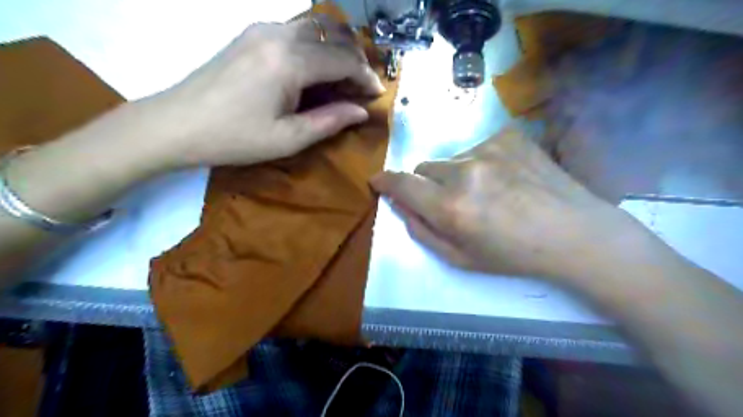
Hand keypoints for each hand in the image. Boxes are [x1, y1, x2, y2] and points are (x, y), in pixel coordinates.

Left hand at [139, 17, 385, 169]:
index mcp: (290, 62)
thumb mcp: (289, 139)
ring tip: (344, 76)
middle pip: (333, 35)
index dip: (366, 76)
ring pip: (316, 26)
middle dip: (356, 58)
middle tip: (363, 86)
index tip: (378, 94)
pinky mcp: (251, 33)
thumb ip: (330, 121)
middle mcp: (279, 34)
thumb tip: (362, 111)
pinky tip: (316, 68)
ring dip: (337, 48)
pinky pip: (296, 29)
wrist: (177, 124)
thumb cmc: (235, 138)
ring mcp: (262, 29)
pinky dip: (316, 45)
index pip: (344, 60)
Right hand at [371, 125, 638, 281]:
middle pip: (424, 168)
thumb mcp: (460, 258)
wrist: (574, 233)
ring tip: (488, 193)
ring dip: (457, 175)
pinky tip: (507, 178)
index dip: (385, 181)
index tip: (378, 182)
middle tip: (452, 202)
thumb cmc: (514, 256)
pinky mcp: (508, 136)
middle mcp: (464, 172)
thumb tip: (399, 204)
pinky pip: (478, 148)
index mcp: (451, 207)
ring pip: (451, 159)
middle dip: (428, 185)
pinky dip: (482, 163)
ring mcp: (488, 149)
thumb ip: (421, 230)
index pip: (401, 183)